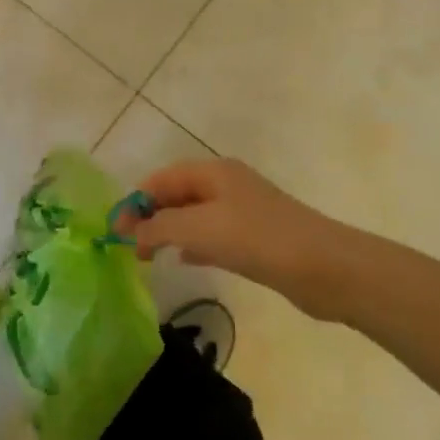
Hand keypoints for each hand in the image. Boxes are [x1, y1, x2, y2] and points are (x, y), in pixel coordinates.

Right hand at [118, 159, 355, 320]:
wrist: (324, 267)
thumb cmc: (257, 239)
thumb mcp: (199, 229)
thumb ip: (159, 227)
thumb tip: (131, 232)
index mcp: (213, 172)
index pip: (161, 179)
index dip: (135, 201)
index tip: (115, 230)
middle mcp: (226, 185)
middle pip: (176, 195)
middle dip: (150, 216)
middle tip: (129, 247)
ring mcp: (243, 211)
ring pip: (194, 216)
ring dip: (169, 231)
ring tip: (148, 256)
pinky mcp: (255, 238)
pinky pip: (213, 235)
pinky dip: (193, 244)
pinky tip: (184, 260)